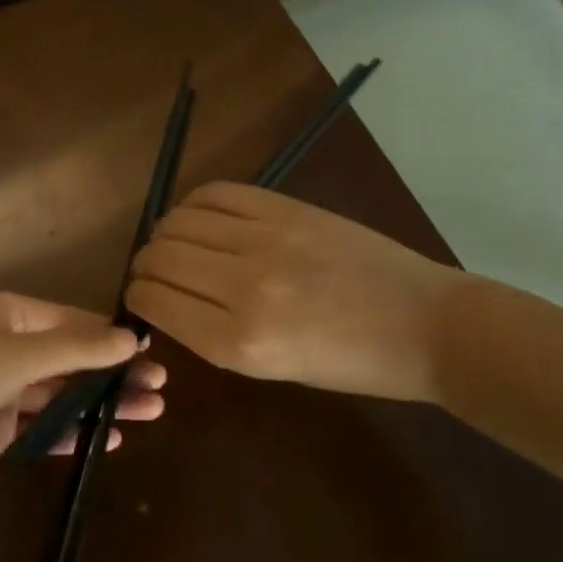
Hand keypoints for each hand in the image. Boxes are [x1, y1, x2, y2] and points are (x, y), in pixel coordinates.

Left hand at [0, 292, 166, 492]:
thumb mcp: (17, 354)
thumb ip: (75, 349)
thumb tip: (131, 338)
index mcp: (6, 315)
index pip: (70, 320)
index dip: (110, 335)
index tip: (150, 350)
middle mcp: (5, 347)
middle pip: (71, 358)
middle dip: (114, 371)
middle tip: (161, 385)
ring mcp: (0, 390)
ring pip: (62, 393)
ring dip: (102, 402)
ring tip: (152, 411)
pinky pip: (43, 428)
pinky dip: (74, 432)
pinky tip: (110, 441)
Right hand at [126, 182, 471, 402]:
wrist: (426, 325)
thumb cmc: (350, 364)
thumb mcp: (270, 369)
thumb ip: (210, 333)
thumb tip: (164, 297)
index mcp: (238, 342)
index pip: (153, 301)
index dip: (136, 298)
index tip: (141, 298)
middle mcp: (243, 287)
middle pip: (157, 256)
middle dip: (145, 267)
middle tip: (156, 273)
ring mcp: (265, 240)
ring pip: (177, 222)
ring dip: (165, 234)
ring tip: (180, 245)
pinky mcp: (285, 207)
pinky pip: (213, 193)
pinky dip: (194, 205)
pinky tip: (202, 218)